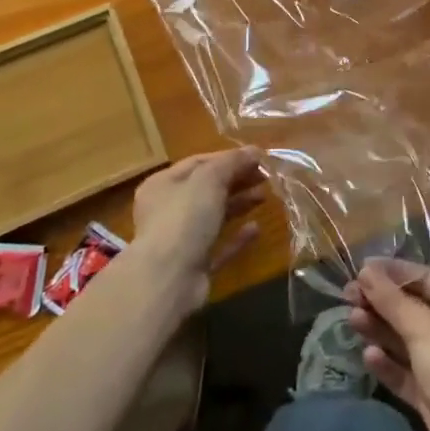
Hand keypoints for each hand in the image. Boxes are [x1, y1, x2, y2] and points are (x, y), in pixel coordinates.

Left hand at [130, 148, 265, 306]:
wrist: (168, 279)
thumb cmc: (184, 218)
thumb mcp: (209, 179)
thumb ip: (232, 162)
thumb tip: (255, 150)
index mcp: (163, 184)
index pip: (199, 162)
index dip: (228, 158)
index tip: (258, 158)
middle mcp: (168, 210)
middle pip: (208, 189)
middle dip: (237, 180)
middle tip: (266, 177)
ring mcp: (181, 240)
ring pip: (214, 216)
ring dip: (239, 204)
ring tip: (265, 196)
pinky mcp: (195, 266)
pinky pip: (219, 246)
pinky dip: (237, 237)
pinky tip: (256, 229)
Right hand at [347, 260, 429, 430]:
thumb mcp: (422, 327)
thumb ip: (392, 300)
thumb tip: (366, 270)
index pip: (422, 277)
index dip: (392, 271)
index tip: (360, 268)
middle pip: (410, 307)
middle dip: (380, 301)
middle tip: (348, 296)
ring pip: (403, 339)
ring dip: (379, 328)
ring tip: (352, 320)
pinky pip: (403, 371)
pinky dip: (387, 363)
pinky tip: (368, 355)